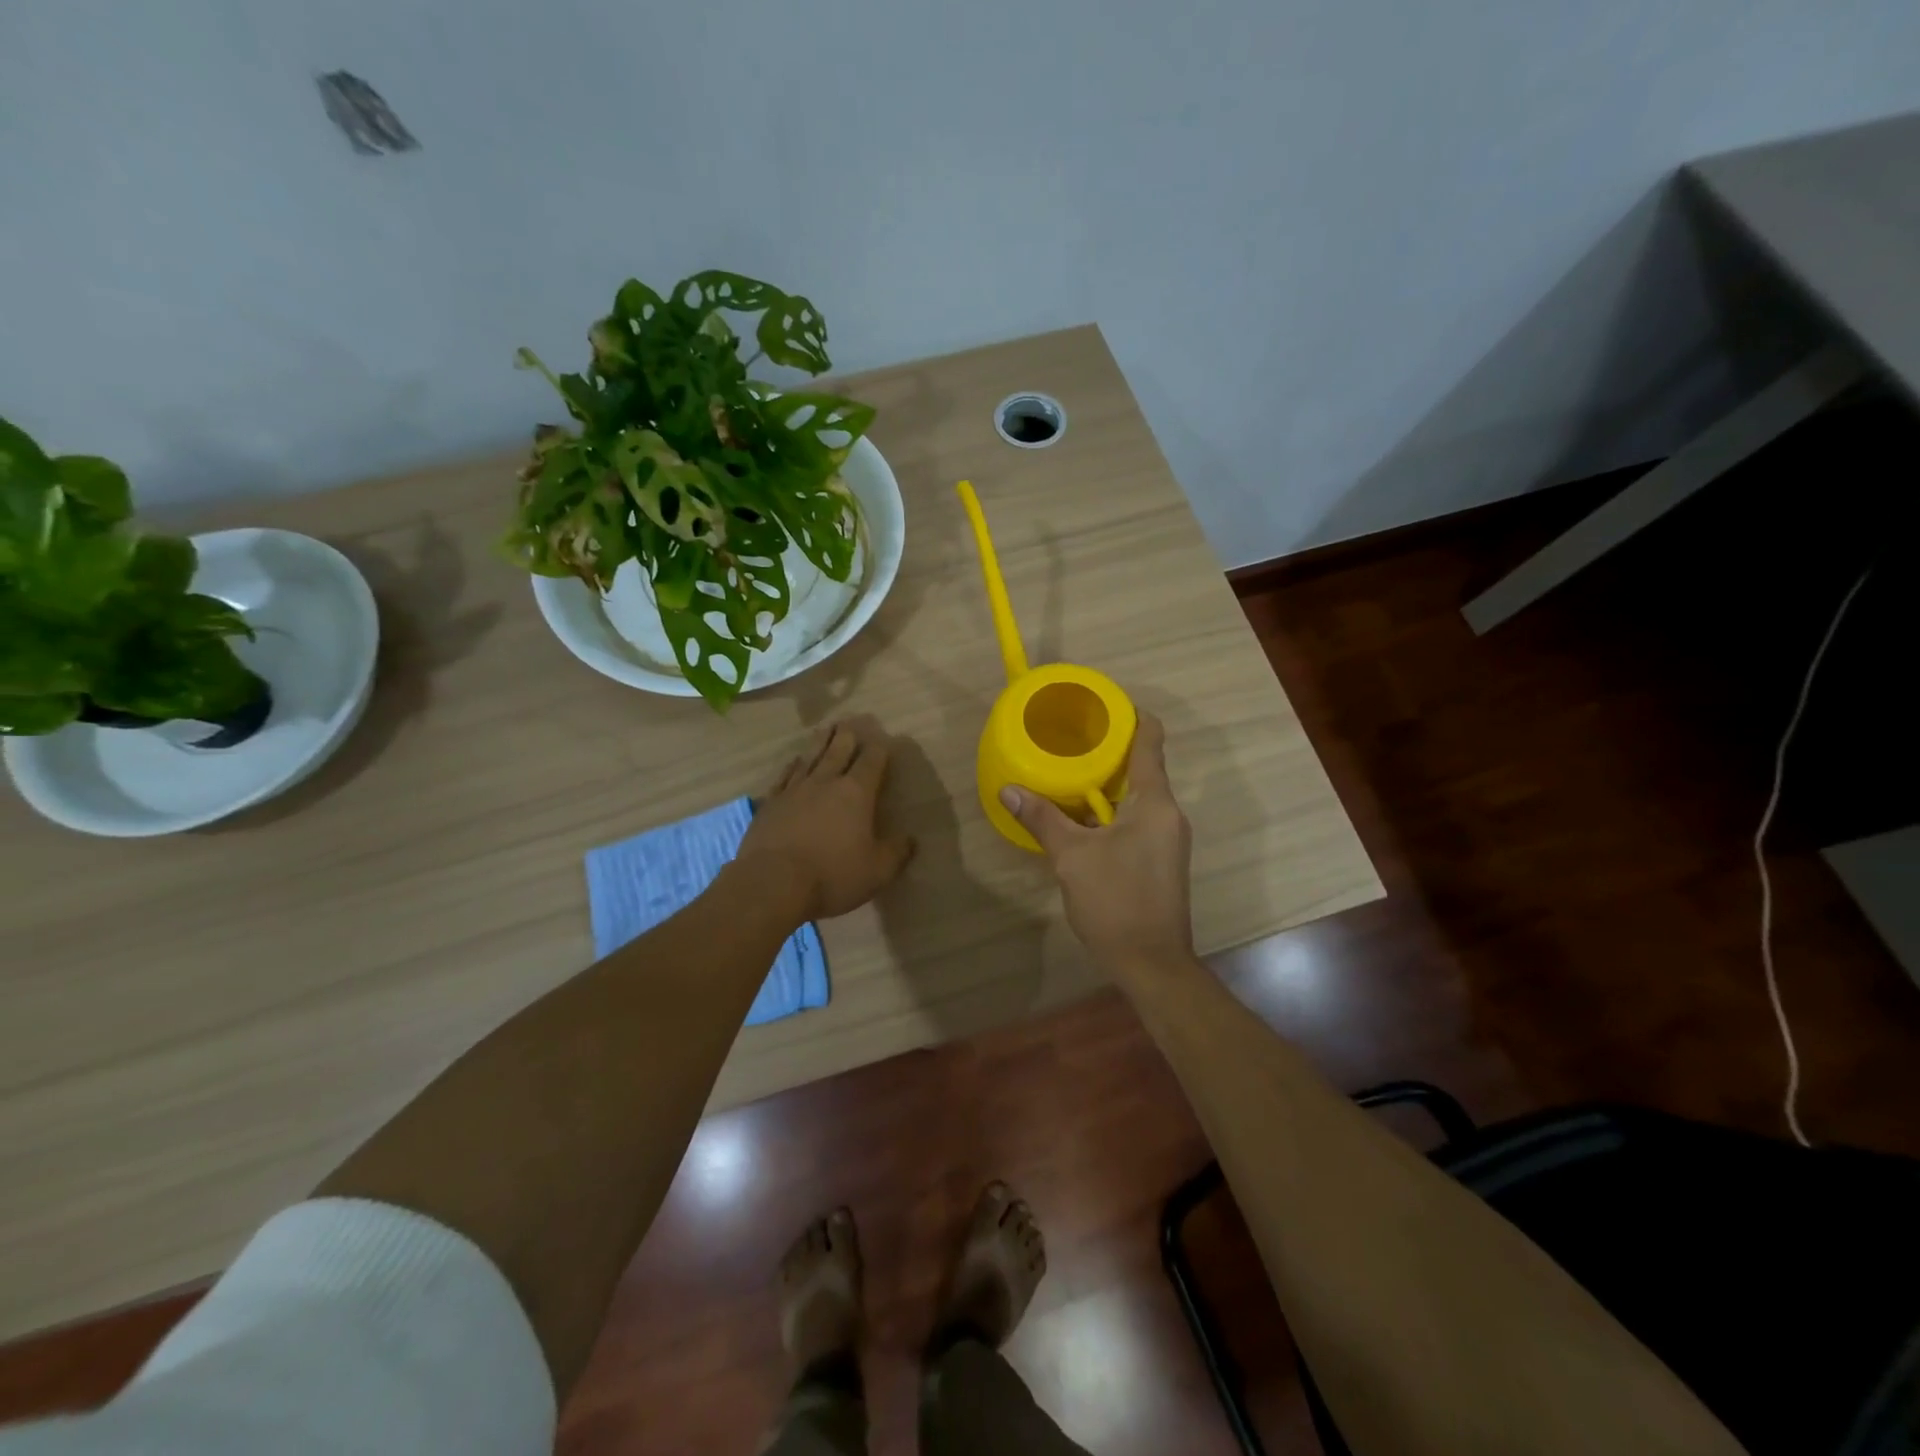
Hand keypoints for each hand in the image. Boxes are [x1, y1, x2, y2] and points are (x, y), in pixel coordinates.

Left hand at [737, 716, 915, 923]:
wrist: (773, 883)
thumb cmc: (832, 875)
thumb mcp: (877, 871)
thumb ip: (897, 852)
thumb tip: (911, 839)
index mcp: (856, 793)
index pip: (871, 762)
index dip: (879, 749)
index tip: (884, 740)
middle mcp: (825, 782)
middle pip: (838, 751)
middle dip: (847, 736)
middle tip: (850, 722)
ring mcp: (794, 790)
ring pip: (811, 757)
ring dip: (820, 742)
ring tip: (826, 728)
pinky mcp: (770, 804)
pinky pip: (784, 776)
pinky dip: (792, 766)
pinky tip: (795, 761)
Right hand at [999, 713, 1194, 971]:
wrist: (1152, 963)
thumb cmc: (1116, 902)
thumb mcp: (1071, 857)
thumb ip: (1042, 818)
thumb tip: (1009, 789)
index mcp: (1154, 802)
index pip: (1150, 740)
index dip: (1130, 715)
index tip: (1100, 704)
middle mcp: (1168, 813)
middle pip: (1142, 766)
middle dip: (1107, 750)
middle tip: (1068, 738)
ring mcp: (1167, 838)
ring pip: (1136, 796)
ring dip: (1105, 783)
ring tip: (1066, 773)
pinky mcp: (1160, 858)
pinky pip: (1135, 819)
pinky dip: (1109, 810)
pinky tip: (1079, 817)